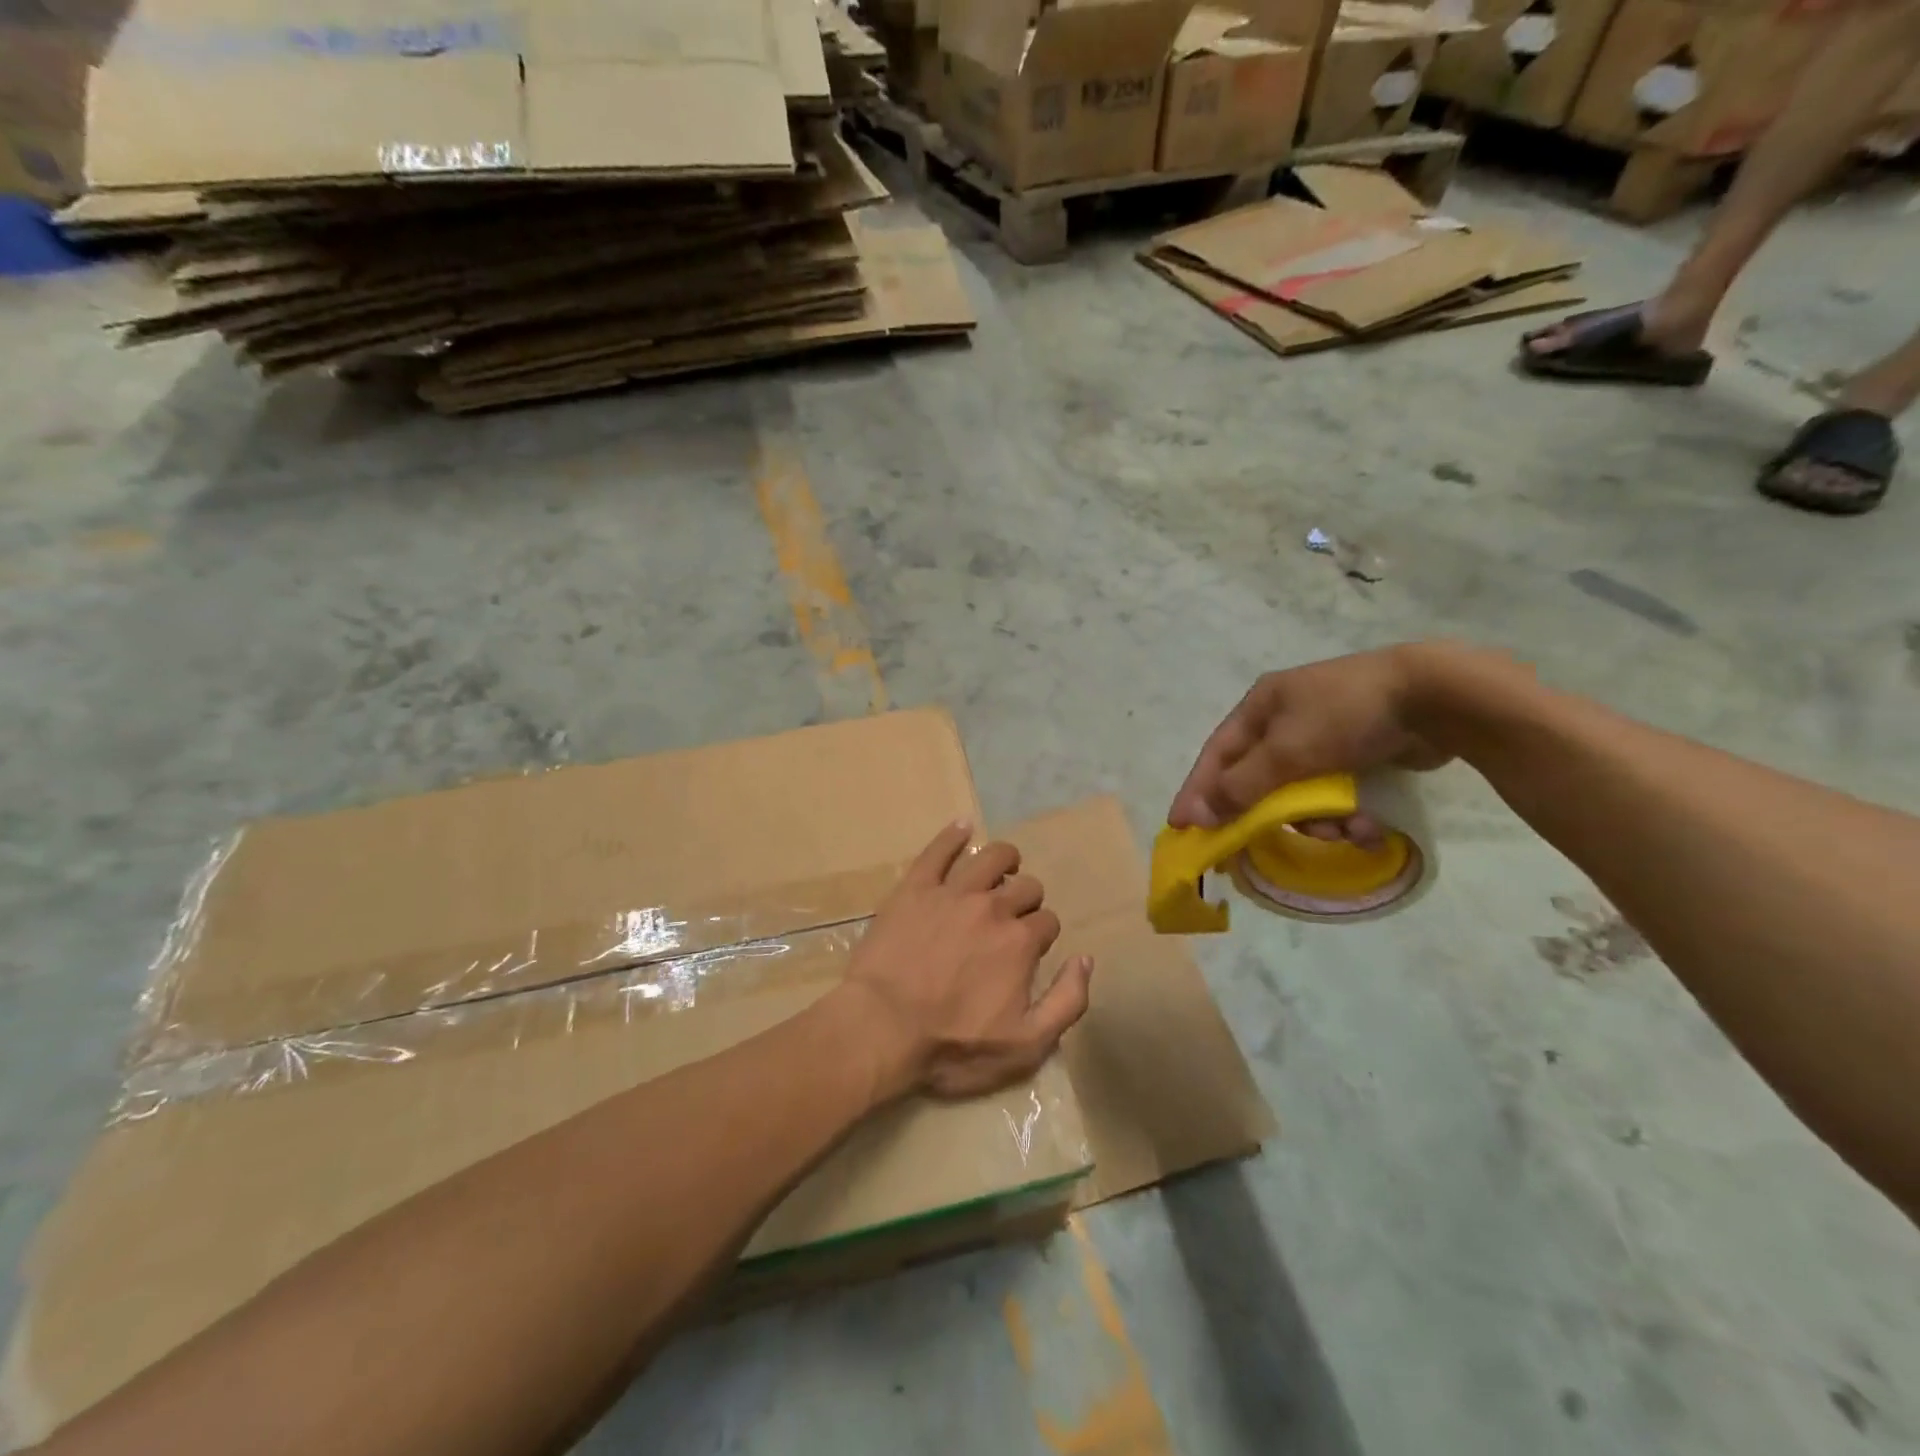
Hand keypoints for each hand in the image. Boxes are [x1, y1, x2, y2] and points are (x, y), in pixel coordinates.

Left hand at [841, 823, 1092, 1100]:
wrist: (881, 1030)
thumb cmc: (953, 1046)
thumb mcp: (1026, 1046)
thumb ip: (1067, 1002)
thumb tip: (1085, 959)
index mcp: (1020, 941)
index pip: (1047, 921)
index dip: (1043, 934)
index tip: (1031, 948)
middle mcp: (992, 907)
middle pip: (1024, 886)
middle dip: (1027, 898)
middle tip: (1012, 916)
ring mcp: (952, 893)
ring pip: (990, 856)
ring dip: (1004, 859)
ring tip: (1001, 869)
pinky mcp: (914, 888)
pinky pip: (937, 850)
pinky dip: (953, 834)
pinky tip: (962, 826)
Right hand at [1168, 646, 1455, 834]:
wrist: (1437, 696)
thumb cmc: (1347, 716)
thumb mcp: (1287, 752)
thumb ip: (1241, 786)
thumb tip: (1198, 815)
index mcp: (1261, 706)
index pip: (1217, 756)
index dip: (1198, 791)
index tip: (1182, 827)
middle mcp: (1286, 719)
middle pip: (1258, 779)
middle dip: (1271, 814)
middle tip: (1263, 848)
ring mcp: (1324, 736)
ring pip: (1300, 793)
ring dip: (1318, 820)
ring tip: (1345, 831)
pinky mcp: (1359, 753)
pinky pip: (1336, 794)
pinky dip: (1347, 814)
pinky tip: (1368, 827)